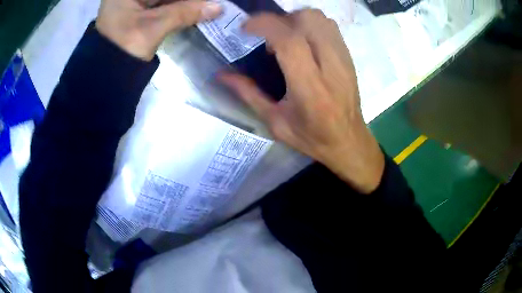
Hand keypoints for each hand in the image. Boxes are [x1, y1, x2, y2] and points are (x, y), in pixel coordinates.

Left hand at [96, 0, 221, 60]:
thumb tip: (218, 7)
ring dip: (184, 3)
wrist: (107, 75)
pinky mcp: (138, 12)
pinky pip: (162, 5)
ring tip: (204, 6)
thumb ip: (185, 12)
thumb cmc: (123, 48)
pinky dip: (177, 8)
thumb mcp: (153, 27)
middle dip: (186, 0)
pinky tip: (193, 9)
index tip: (205, 1)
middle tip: (207, 4)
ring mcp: (133, 3)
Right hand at [220, 10, 384, 193]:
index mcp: (309, 87)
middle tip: (268, 36)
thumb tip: (221, 75)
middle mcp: (330, 67)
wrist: (348, 141)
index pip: (289, 40)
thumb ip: (248, 94)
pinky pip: (329, 26)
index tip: (246, 28)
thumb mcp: (275, 122)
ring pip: (319, 18)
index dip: (264, 24)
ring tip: (285, 37)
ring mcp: (343, 59)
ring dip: (296, 20)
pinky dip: (311, 25)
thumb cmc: (311, 137)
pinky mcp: (349, 56)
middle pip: (307, 20)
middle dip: (280, 20)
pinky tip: (303, 41)